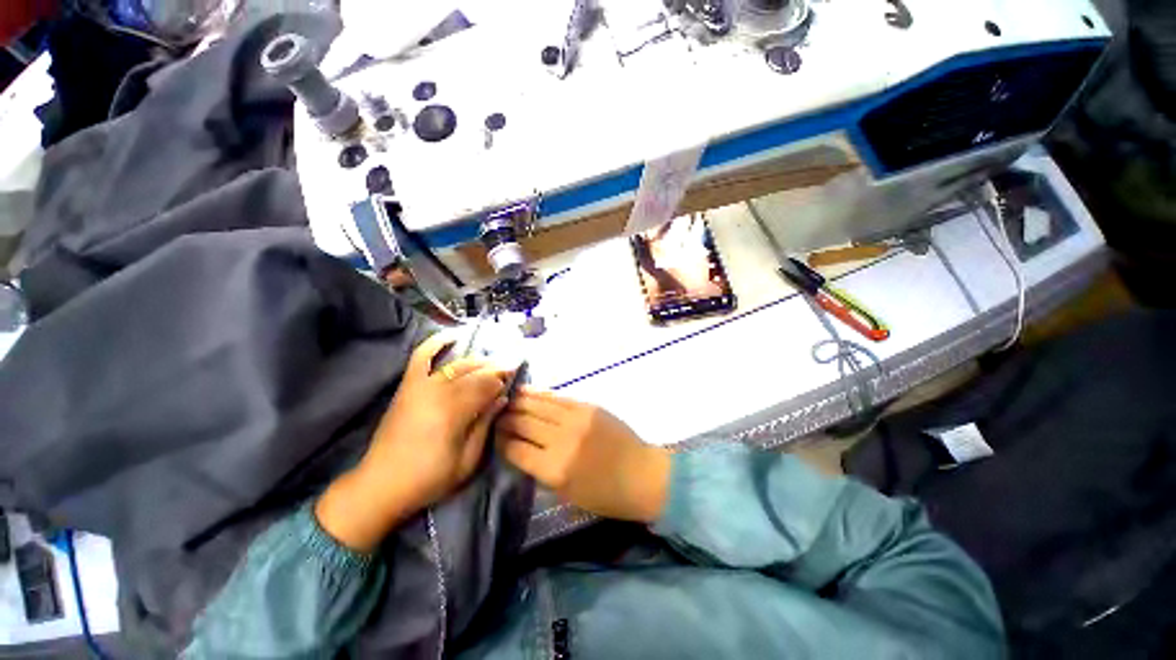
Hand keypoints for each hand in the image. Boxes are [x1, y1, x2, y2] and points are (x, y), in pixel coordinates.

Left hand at [316, 335, 510, 550]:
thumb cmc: (429, 478)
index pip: (487, 384)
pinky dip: (436, 343)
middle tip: (508, 373)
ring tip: (491, 366)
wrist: (380, 485)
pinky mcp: (408, 386)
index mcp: (454, 411)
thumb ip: (486, 425)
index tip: (515, 379)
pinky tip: (452, 335)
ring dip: (477, 362)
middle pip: (475, 372)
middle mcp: (437, 391)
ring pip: (457, 364)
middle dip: (495, 370)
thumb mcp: (468, 460)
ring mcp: (420, 386)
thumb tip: (501, 398)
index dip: (504, 380)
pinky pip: (421, 356)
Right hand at [495, 390, 670, 522]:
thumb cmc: (604, 494)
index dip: (499, 440)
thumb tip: (518, 448)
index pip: (515, 449)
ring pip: (538, 404)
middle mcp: (562, 440)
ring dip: (519, 400)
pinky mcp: (588, 405)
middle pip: (523, 422)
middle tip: (494, 414)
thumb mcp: (566, 493)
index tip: (492, 435)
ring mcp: (576, 418)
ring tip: (505, 398)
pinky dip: (540, 394)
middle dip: (505, 418)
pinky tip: (528, 391)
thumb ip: (539, 469)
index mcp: (554, 469)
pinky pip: (557, 397)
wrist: (642, 473)